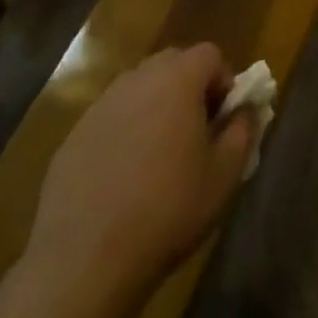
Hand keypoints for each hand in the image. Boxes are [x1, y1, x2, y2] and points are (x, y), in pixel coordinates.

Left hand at [25, 44, 257, 290]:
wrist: (83, 262)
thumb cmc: (167, 211)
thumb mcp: (225, 175)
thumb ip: (243, 130)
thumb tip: (245, 108)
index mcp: (177, 79)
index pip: (210, 54)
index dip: (224, 82)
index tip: (224, 121)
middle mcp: (137, 80)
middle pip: (173, 65)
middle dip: (190, 90)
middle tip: (196, 134)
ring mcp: (100, 106)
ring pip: (140, 91)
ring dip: (156, 110)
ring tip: (160, 158)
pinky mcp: (72, 137)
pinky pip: (111, 120)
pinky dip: (124, 135)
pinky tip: (124, 180)